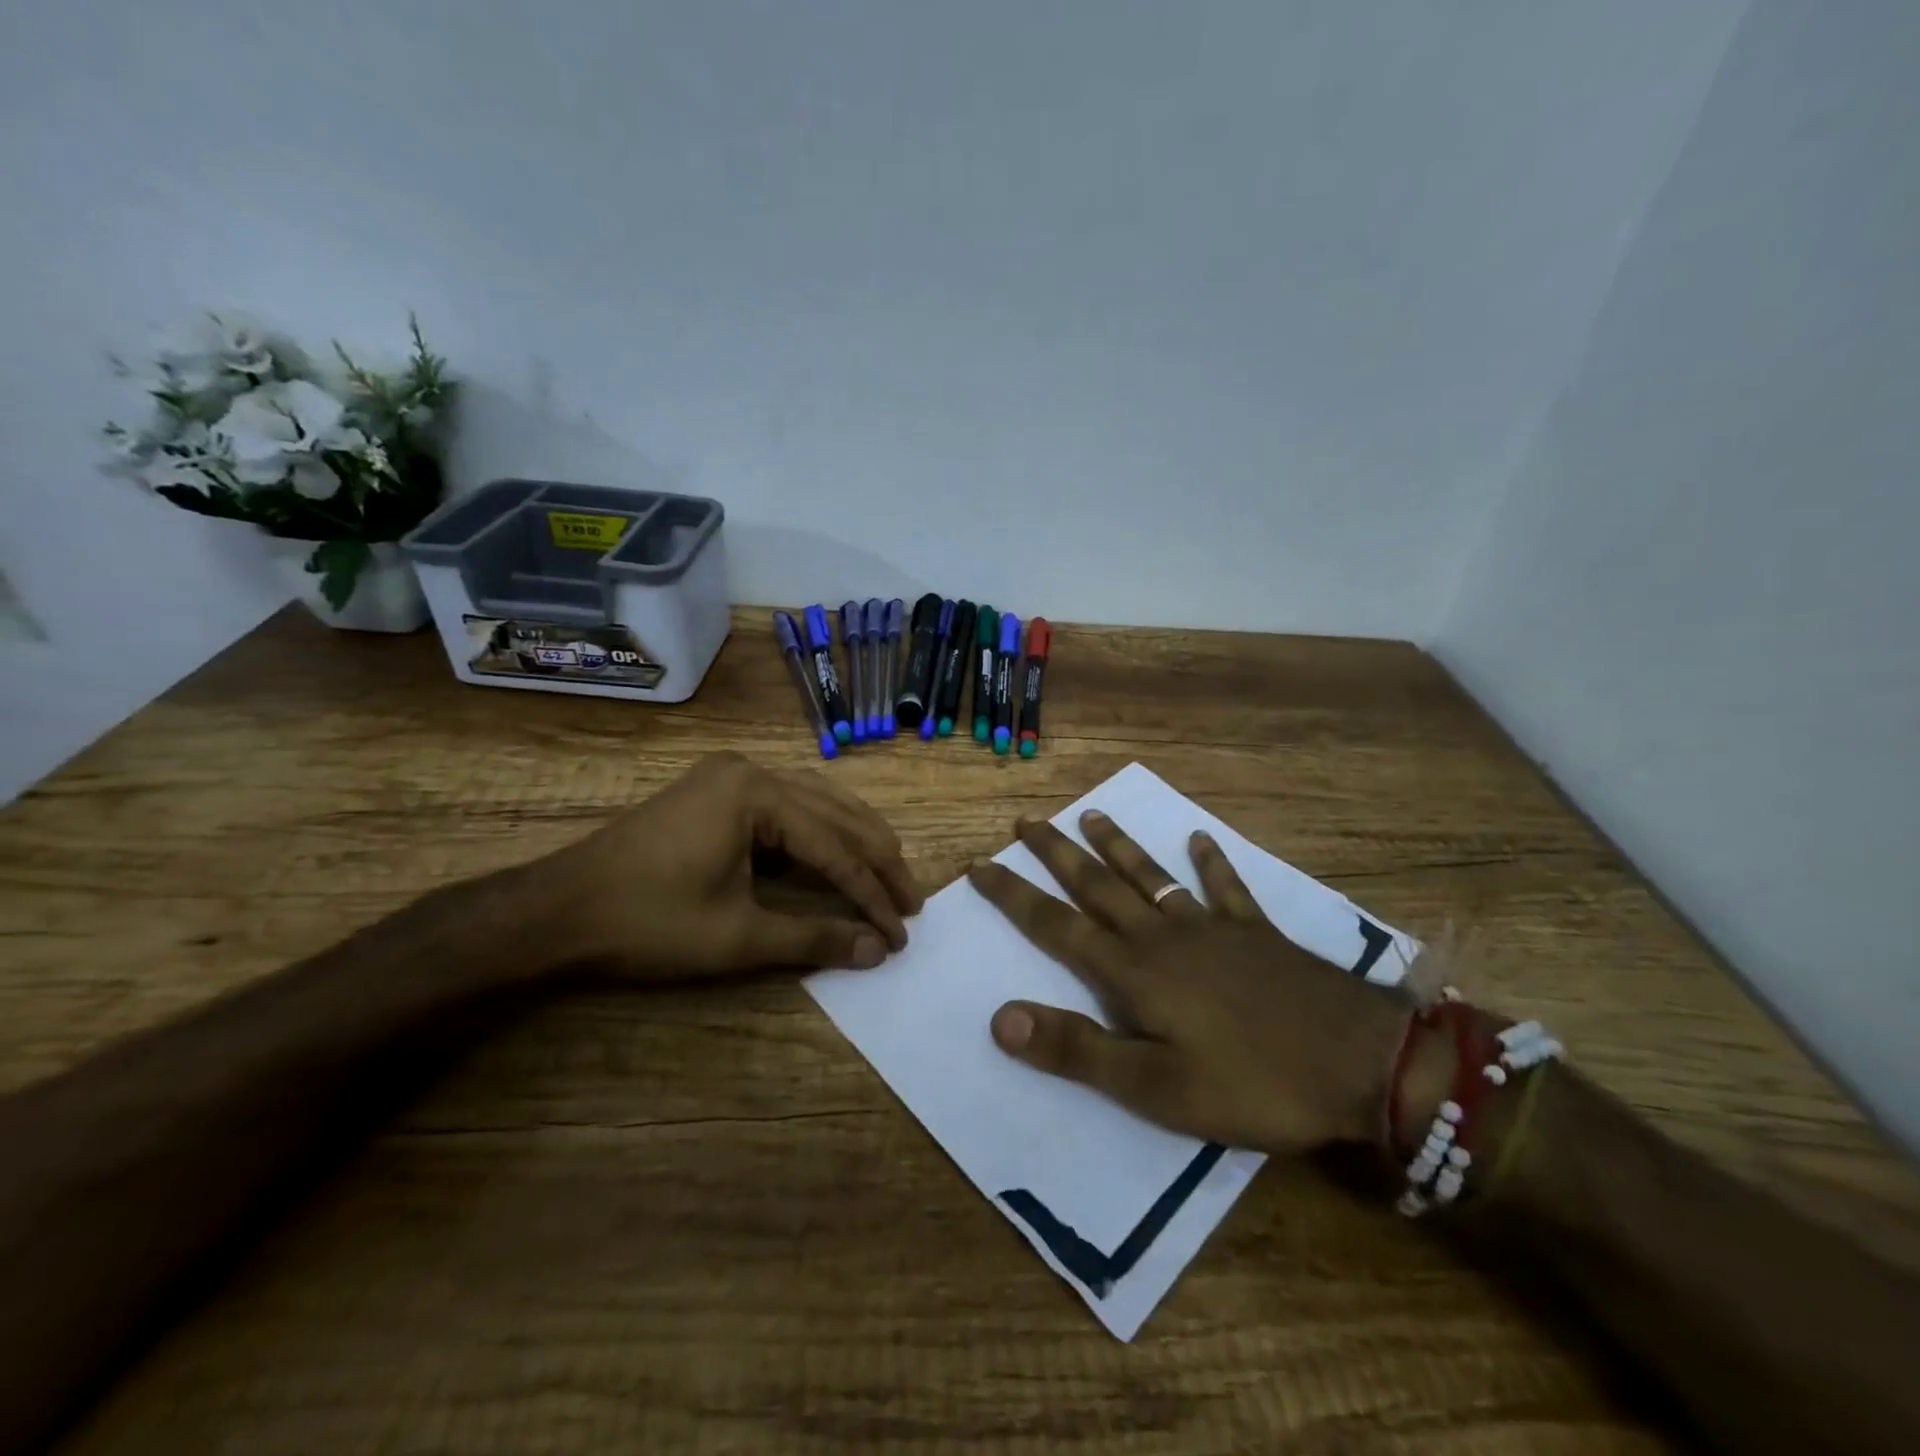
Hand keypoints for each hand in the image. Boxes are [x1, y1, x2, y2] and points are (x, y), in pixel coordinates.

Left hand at [532, 752, 922, 978]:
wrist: (557, 911)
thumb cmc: (647, 923)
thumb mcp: (737, 938)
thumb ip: (814, 939)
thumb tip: (876, 950)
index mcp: (756, 793)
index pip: (834, 847)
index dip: (871, 894)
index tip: (901, 931)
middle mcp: (750, 770)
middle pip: (834, 813)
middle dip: (875, 859)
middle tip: (910, 901)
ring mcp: (729, 776)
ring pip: (815, 803)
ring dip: (852, 841)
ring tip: (887, 875)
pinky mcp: (716, 791)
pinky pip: (786, 806)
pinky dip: (818, 833)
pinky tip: (836, 854)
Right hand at [968, 812, 1411, 1153]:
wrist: (1360, 1063)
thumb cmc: (1251, 1082)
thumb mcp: (1154, 1086)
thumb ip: (1077, 1050)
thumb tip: (1000, 1018)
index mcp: (1132, 971)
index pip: (1056, 925)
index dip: (1014, 895)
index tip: (980, 864)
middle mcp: (1163, 936)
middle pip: (1098, 885)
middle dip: (1056, 854)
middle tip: (1027, 820)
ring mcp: (1212, 928)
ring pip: (1153, 876)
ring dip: (1119, 846)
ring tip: (1093, 814)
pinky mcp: (1256, 934)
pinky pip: (1227, 889)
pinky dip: (1211, 864)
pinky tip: (1201, 840)